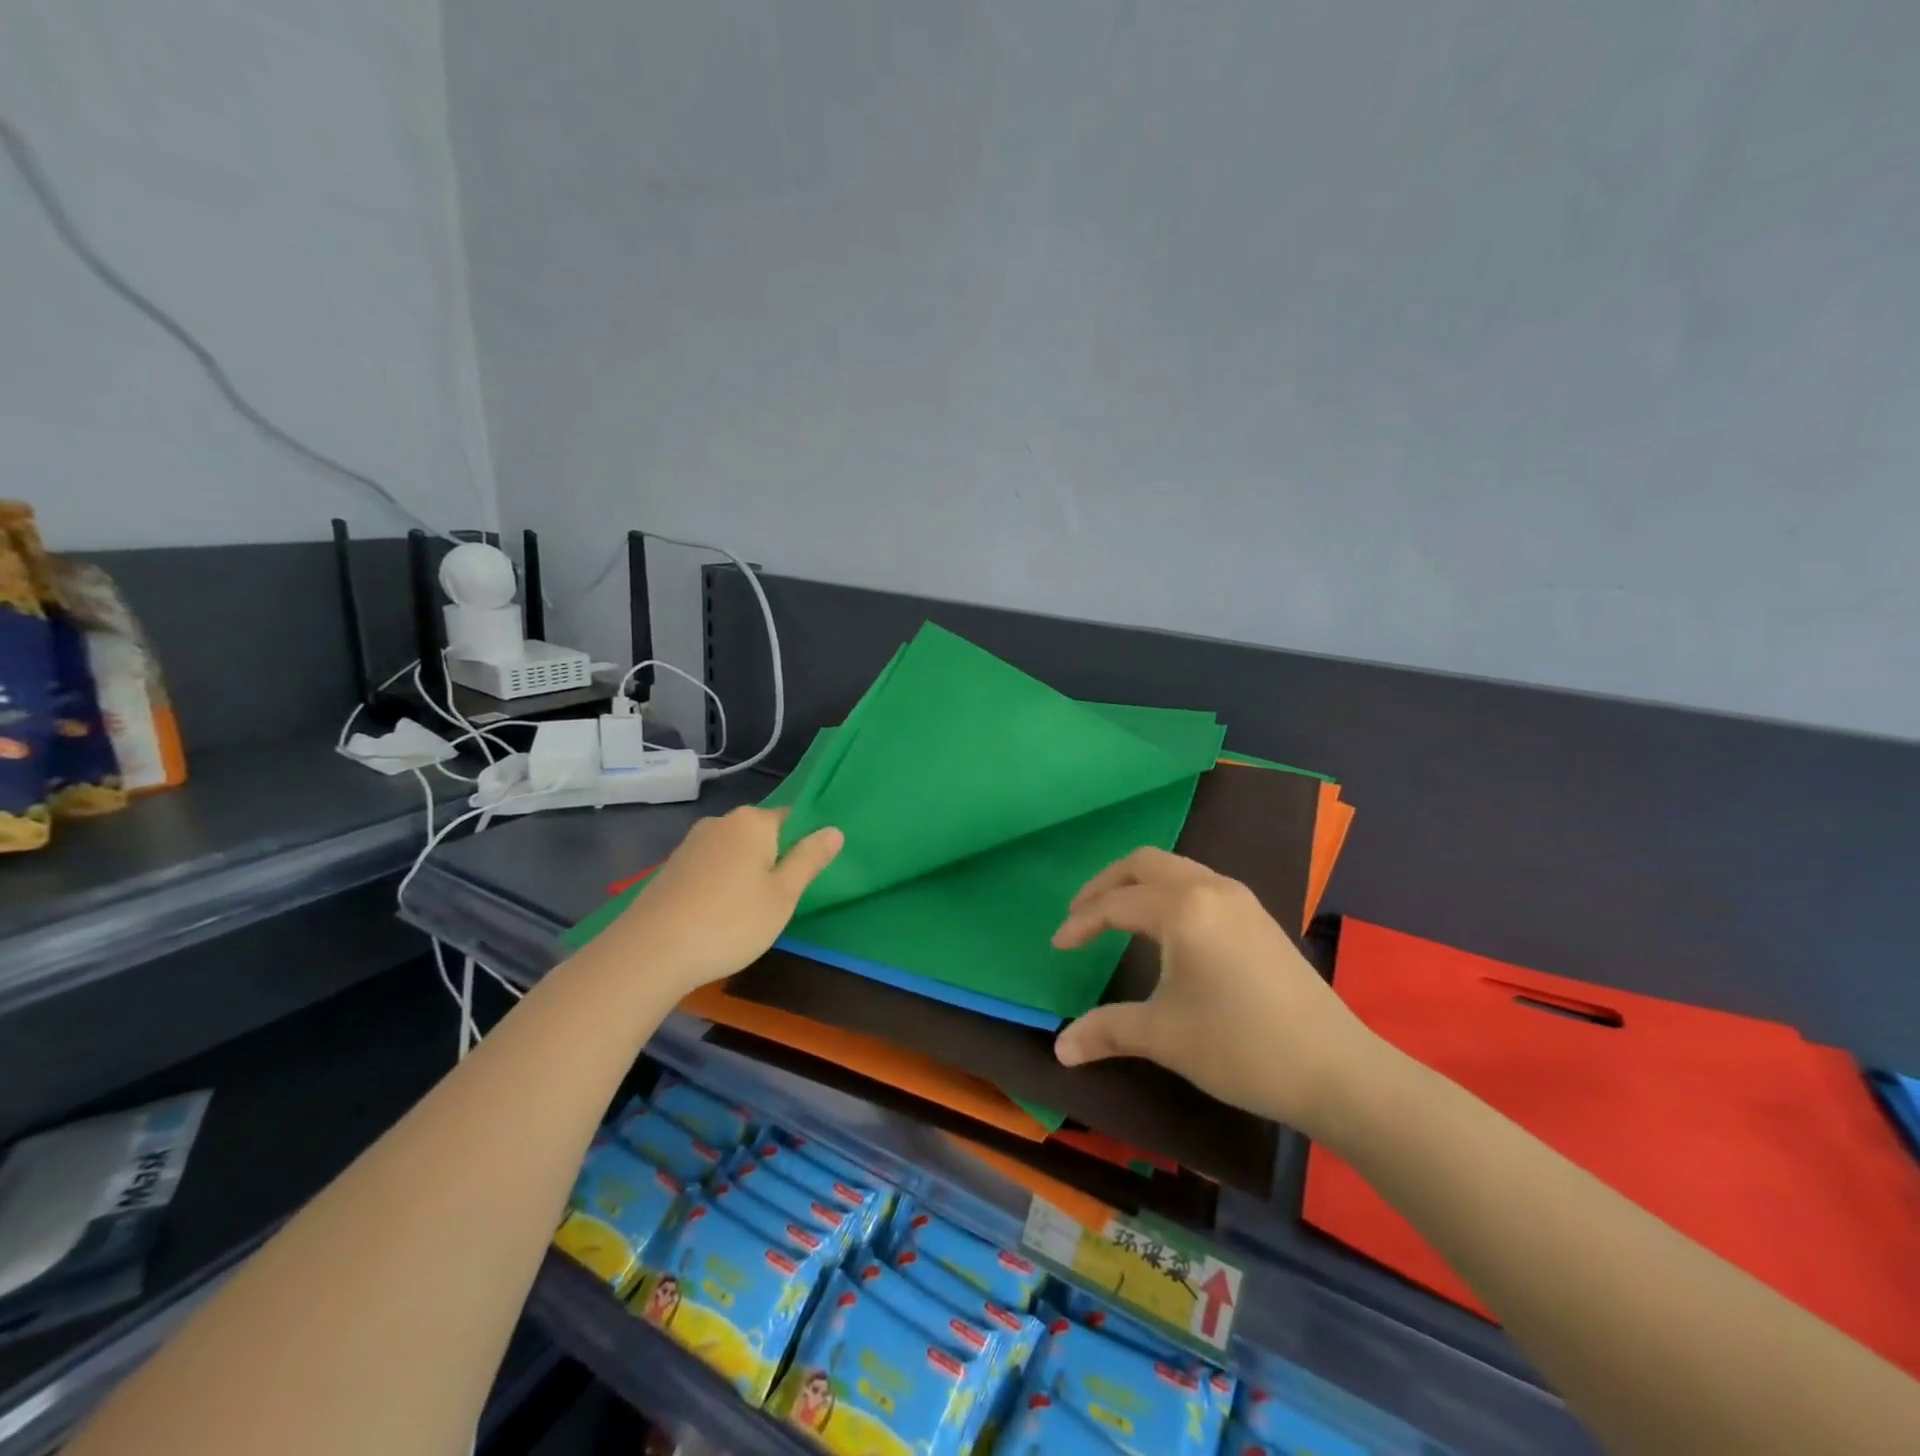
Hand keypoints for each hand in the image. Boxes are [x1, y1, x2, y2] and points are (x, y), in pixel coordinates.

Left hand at [606, 806, 842, 997]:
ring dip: (744, 875)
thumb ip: (809, 860)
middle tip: (778, 902)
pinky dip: (719, 886)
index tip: (802, 880)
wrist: (650, 952)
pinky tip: (716, 917)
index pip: (791, 819)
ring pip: (734, 853)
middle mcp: (720, 823)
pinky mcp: (670, 868)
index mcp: (753, 821)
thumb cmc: (730, 922)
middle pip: (761, 835)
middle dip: (772, 861)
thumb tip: (834, 830)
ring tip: (746, 914)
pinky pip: (709, 868)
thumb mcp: (782, 895)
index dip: (802, 847)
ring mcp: (690, 844)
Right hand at [1052, 847, 1379, 1134]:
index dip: (1081, 922)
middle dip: (1105, 884)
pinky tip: (1165, 928)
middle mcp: (1210, 888)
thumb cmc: (1241, 1046)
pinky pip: (1198, 882)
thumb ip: (1106, 1031)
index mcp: (1183, 908)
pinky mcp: (1258, 916)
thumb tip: (1059, 1049)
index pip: (1116, 904)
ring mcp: (1240, 898)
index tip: (1058, 946)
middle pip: (1144, 863)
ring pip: (1175, 868)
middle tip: (1081, 915)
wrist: (1337, 1070)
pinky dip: (1167, 891)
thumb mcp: (1164, 1036)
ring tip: (1116, 916)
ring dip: (1138, 884)